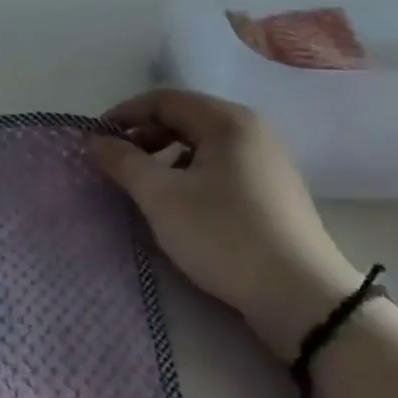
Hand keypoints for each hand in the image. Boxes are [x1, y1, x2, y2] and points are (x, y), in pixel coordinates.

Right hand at [89, 89, 362, 362]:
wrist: (302, 297)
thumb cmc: (224, 236)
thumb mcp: (162, 198)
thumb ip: (124, 162)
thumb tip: (95, 140)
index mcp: (227, 121)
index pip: (164, 99)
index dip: (125, 114)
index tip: (96, 140)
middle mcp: (251, 131)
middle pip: (184, 118)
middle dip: (144, 137)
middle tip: (116, 165)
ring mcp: (267, 161)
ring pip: (202, 145)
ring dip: (165, 158)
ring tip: (144, 187)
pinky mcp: (273, 191)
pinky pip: (220, 167)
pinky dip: (190, 175)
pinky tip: (179, 205)